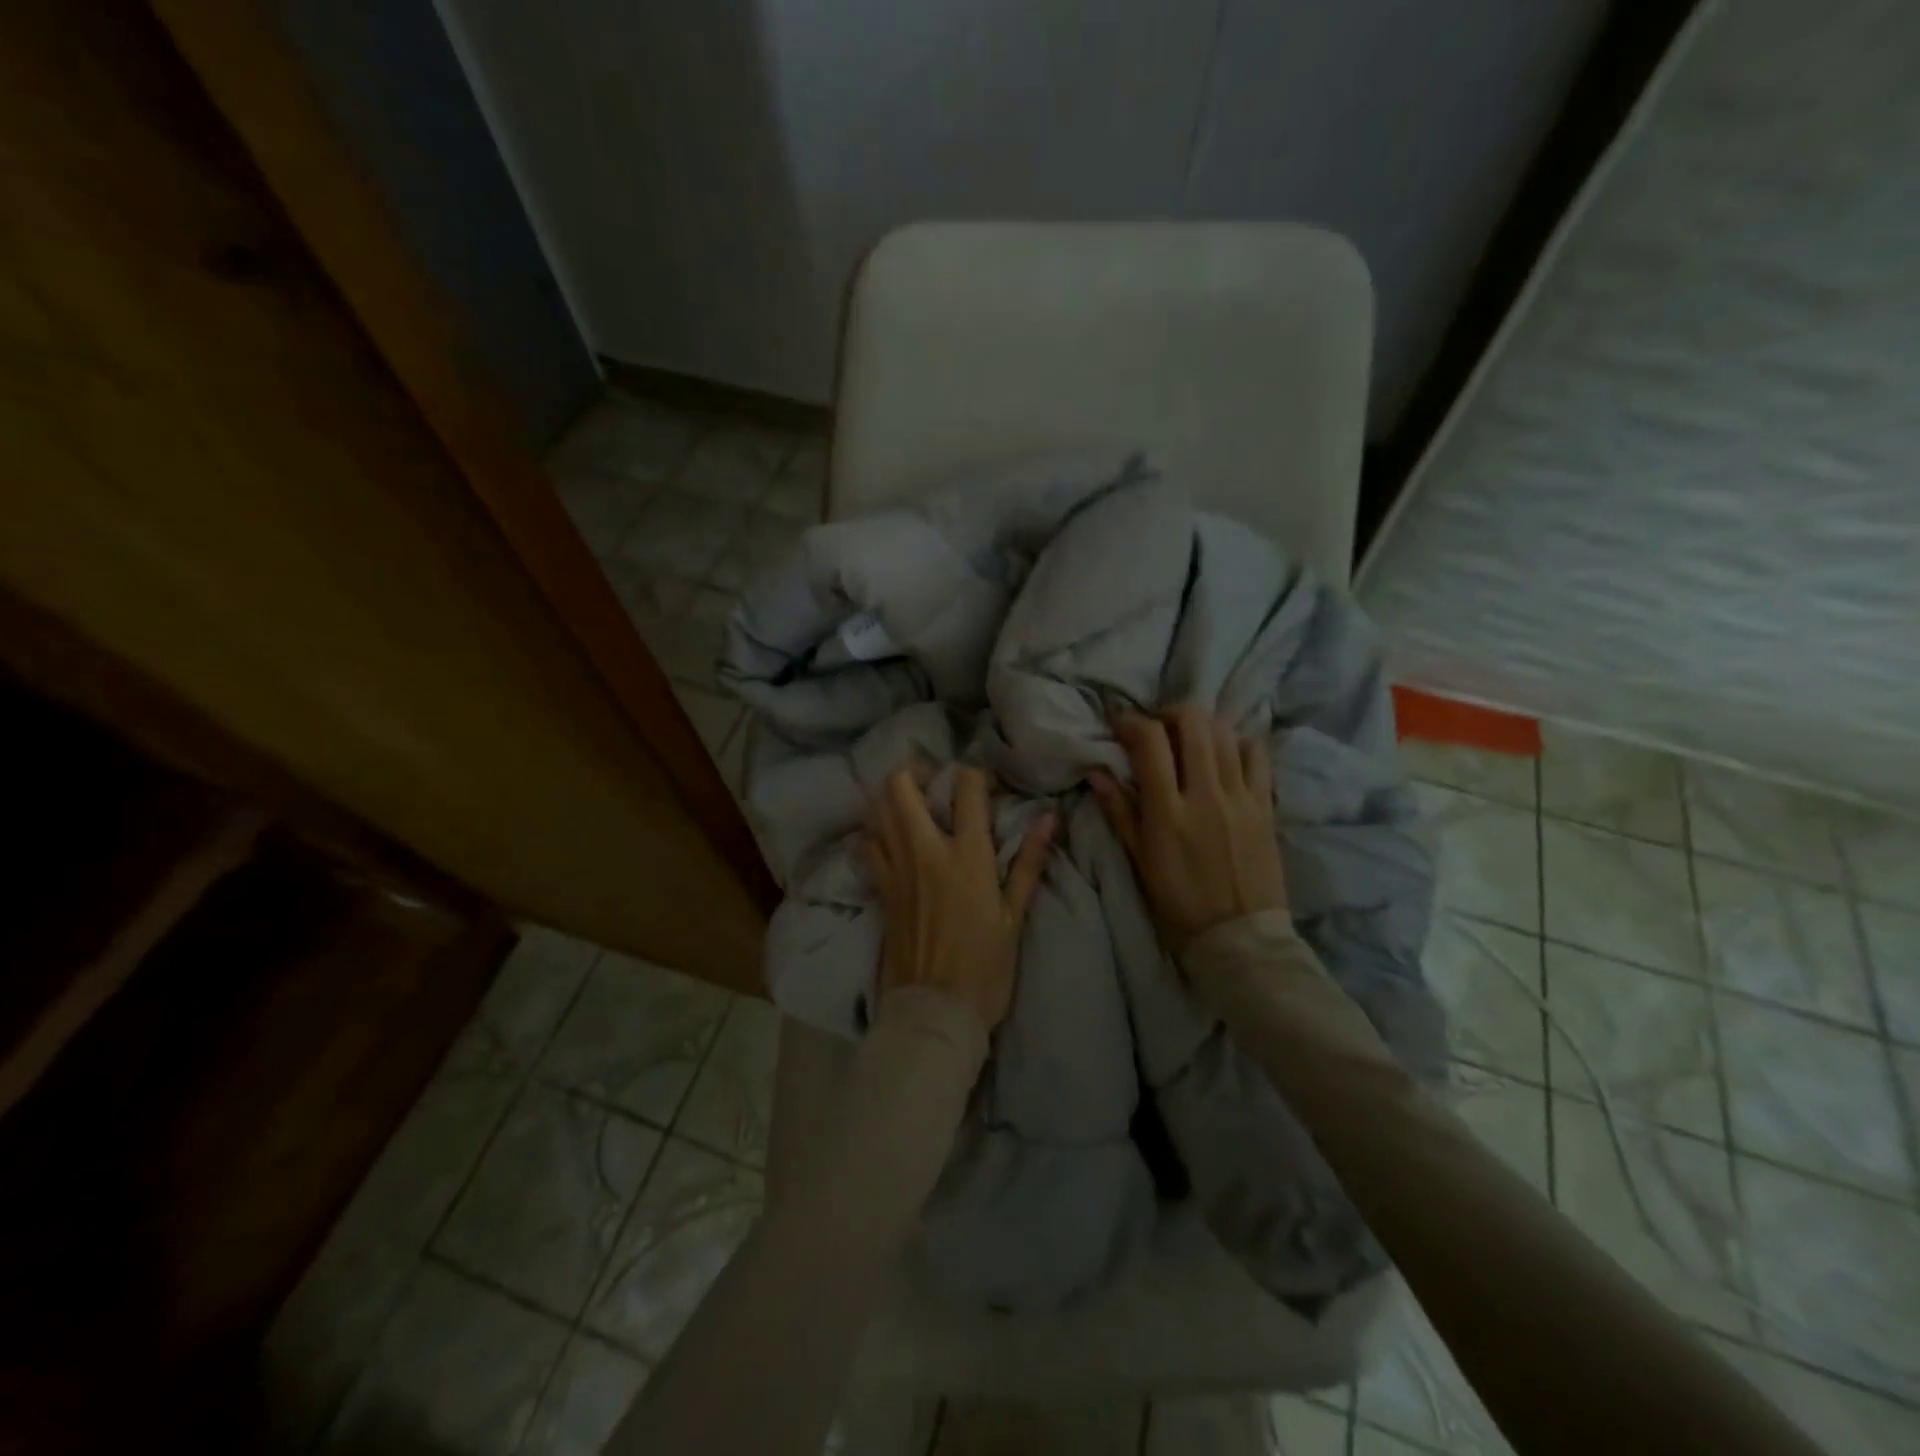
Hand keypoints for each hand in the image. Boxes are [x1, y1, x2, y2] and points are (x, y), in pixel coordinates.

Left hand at [866, 765, 1054, 1031]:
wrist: (934, 1013)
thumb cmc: (984, 969)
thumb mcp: (1014, 918)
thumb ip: (1028, 863)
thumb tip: (1049, 819)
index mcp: (966, 856)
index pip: (966, 789)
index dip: (975, 773)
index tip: (983, 781)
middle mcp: (924, 852)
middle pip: (901, 787)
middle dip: (914, 770)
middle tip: (932, 778)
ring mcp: (895, 870)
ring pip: (877, 811)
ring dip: (890, 797)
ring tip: (910, 802)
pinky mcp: (879, 891)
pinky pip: (868, 846)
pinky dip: (875, 832)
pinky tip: (888, 839)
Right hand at [1090, 707, 1287, 949]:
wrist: (1239, 937)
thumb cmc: (1179, 902)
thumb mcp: (1139, 861)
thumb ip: (1119, 812)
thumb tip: (1097, 772)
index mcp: (1169, 812)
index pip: (1150, 742)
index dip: (1131, 722)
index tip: (1119, 723)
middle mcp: (1207, 795)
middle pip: (1192, 723)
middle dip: (1168, 714)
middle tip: (1156, 728)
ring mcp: (1241, 797)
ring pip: (1225, 733)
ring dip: (1201, 725)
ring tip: (1188, 740)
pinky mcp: (1266, 805)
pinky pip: (1257, 755)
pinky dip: (1238, 743)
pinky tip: (1225, 754)